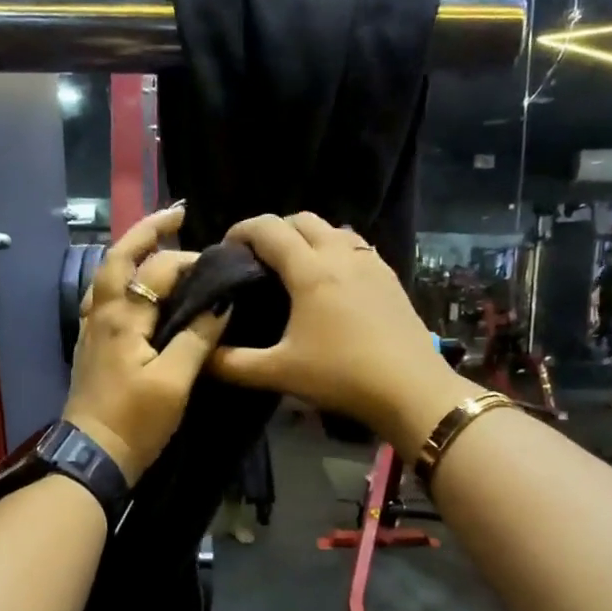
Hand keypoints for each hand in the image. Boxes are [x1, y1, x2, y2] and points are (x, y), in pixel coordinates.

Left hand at [62, 206, 230, 483]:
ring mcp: (90, 329)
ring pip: (106, 275)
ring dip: (130, 250)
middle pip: (119, 257)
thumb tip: (222, 302)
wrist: (92, 457)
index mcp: (122, 318)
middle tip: (178, 213)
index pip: (159, 271)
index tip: (221, 265)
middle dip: (148, 230)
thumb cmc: (135, 422)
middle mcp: (101, 313)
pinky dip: (118, 278)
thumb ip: (197, 338)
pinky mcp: (90, 345)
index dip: (191, 263)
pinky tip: (131, 286)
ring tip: (156, 241)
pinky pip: (101, 297)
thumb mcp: (174, 383)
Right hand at [209, 213, 474, 452]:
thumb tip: (199, 356)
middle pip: (302, 220)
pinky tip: (333, 279)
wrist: (411, 390)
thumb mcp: (280, 373)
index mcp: (310, 270)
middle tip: (257, 257)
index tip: (226, 247)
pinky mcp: (390, 277)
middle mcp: (340, 255)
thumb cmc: (341, 376)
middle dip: (274, 229)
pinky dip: (335, 249)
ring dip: (308, 236)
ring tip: (293, 265)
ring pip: (333, 229)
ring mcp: (370, 263)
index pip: (269, 229)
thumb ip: (233, 364)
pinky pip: (356, 247)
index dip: (242, 230)